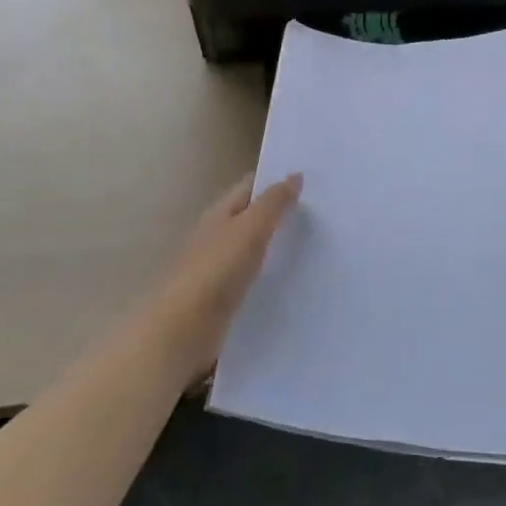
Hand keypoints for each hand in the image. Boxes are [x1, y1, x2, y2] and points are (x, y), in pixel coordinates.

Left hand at [145, 172, 301, 386]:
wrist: (182, 331)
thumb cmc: (215, 271)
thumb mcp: (249, 229)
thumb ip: (273, 203)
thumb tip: (295, 174)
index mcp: (220, 213)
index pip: (251, 187)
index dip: (276, 180)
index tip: (311, 180)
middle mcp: (217, 236)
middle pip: (252, 218)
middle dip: (282, 214)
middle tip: (323, 213)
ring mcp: (219, 270)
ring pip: (254, 250)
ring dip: (278, 247)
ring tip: (318, 247)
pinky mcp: (224, 301)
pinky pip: (254, 281)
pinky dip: (272, 278)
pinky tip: (296, 284)